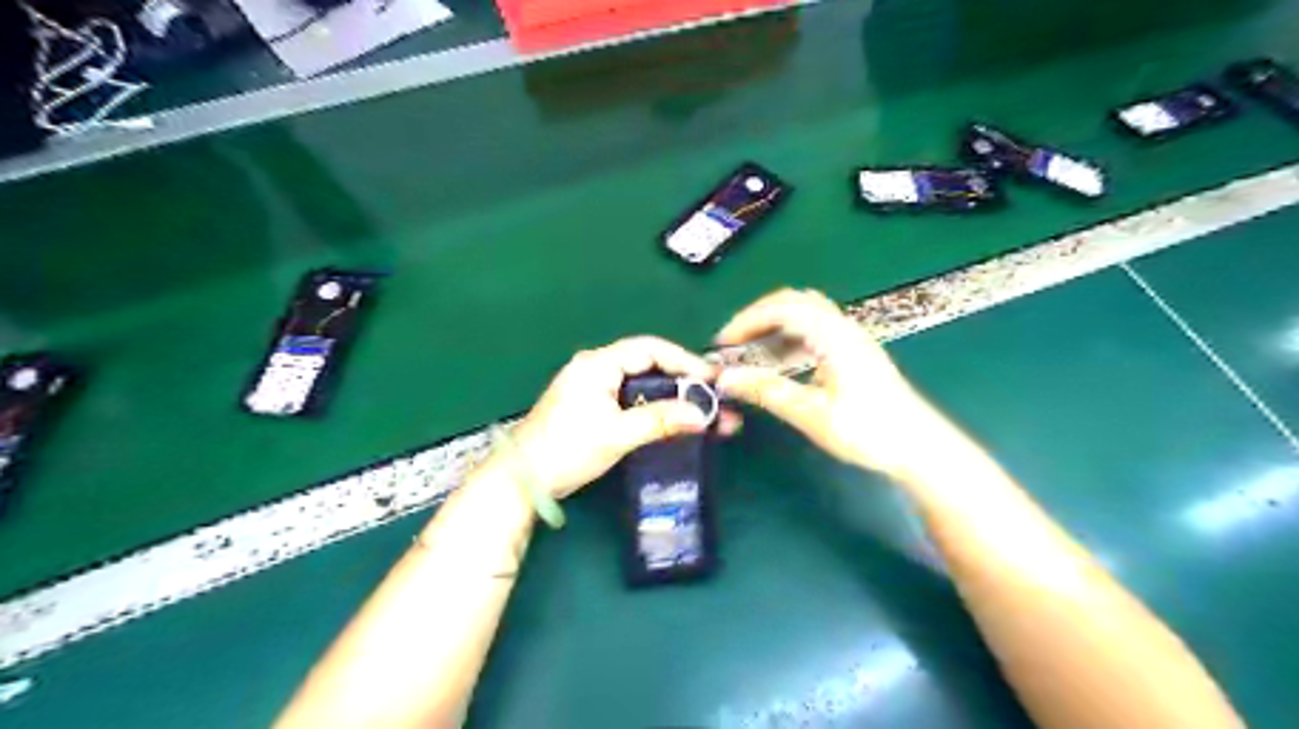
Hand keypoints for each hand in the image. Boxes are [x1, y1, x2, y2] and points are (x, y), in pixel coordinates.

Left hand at [505, 336, 729, 501]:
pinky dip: (655, 407)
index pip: (650, 349)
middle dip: (682, 381)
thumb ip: (660, 420)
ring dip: (671, 396)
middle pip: (648, 364)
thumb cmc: (568, 449)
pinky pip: (632, 398)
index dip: (684, 361)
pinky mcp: (593, 405)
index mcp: (598, 363)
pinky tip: (674, 420)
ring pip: (642, 383)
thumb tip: (703, 415)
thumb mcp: (617, 434)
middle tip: (713, 397)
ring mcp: (593, 386)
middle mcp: (596, 367)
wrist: (523, 478)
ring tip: (701, 411)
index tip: (712, 378)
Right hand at [714, 286, 950, 475]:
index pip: (782, 307)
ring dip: (774, 325)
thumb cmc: (869, 431)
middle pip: (794, 302)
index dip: (747, 320)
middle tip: (733, 343)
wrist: (920, 447)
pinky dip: (790, 336)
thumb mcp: (813, 414)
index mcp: (833, 335)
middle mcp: (843, 327)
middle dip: (758, 317)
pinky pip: (816, 329)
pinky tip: (781, 360)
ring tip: (750, 351)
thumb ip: (767, 392)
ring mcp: (851, 338)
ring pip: (806, 313)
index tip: (723, 343)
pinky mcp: (855, 351)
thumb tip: (725, 378)